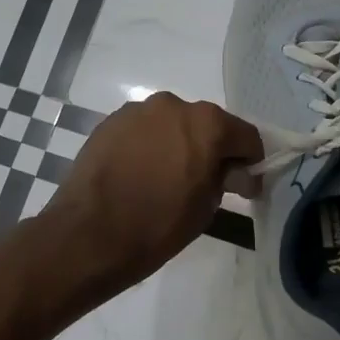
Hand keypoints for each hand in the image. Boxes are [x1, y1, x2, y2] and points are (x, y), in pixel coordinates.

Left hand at [43, 92, 263, 295]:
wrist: (89, 233)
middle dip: (211, 149)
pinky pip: (142, 131)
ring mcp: (137, 111)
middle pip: (206, 124)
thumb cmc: (158, 225)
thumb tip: (232, 172)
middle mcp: (173, 105)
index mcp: (207, 123)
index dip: (250, 161)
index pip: (245, 135)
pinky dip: (148, 146)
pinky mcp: (109, 122)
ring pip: (170, 125)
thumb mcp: (206, 208)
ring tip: (167, 178)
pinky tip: (140, 173)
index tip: (244, 185)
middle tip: (206, 181)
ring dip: (177, 144)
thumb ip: (225, 180)